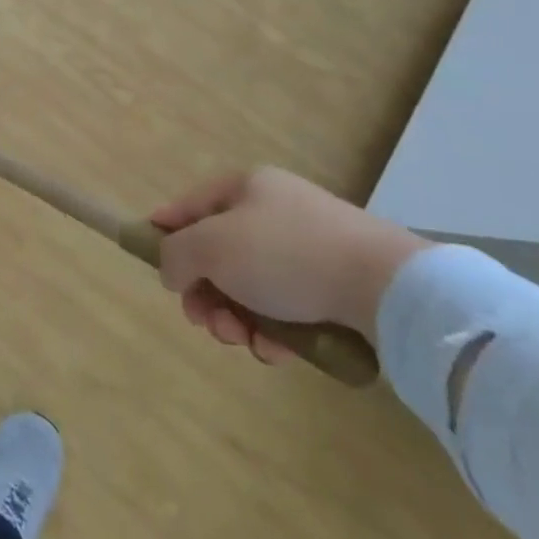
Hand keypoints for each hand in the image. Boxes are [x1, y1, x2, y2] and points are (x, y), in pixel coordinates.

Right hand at [150, 166, 427, 363]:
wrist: (387, 287)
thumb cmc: (286, 254)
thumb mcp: (212, 247)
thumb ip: (176, 255)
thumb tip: (172, 271)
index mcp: (247, 187)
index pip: (190, 204)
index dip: (165, 229)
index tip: (151, 261)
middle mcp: (276, 212)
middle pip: (219, 253)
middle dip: (205, 292)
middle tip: (205, 322)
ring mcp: (309, 249)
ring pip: (251, 286)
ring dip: (235, 317)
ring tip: (243, 341)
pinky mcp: (336, 288)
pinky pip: (287, 308)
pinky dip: (273, 331)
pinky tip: (276, 352)